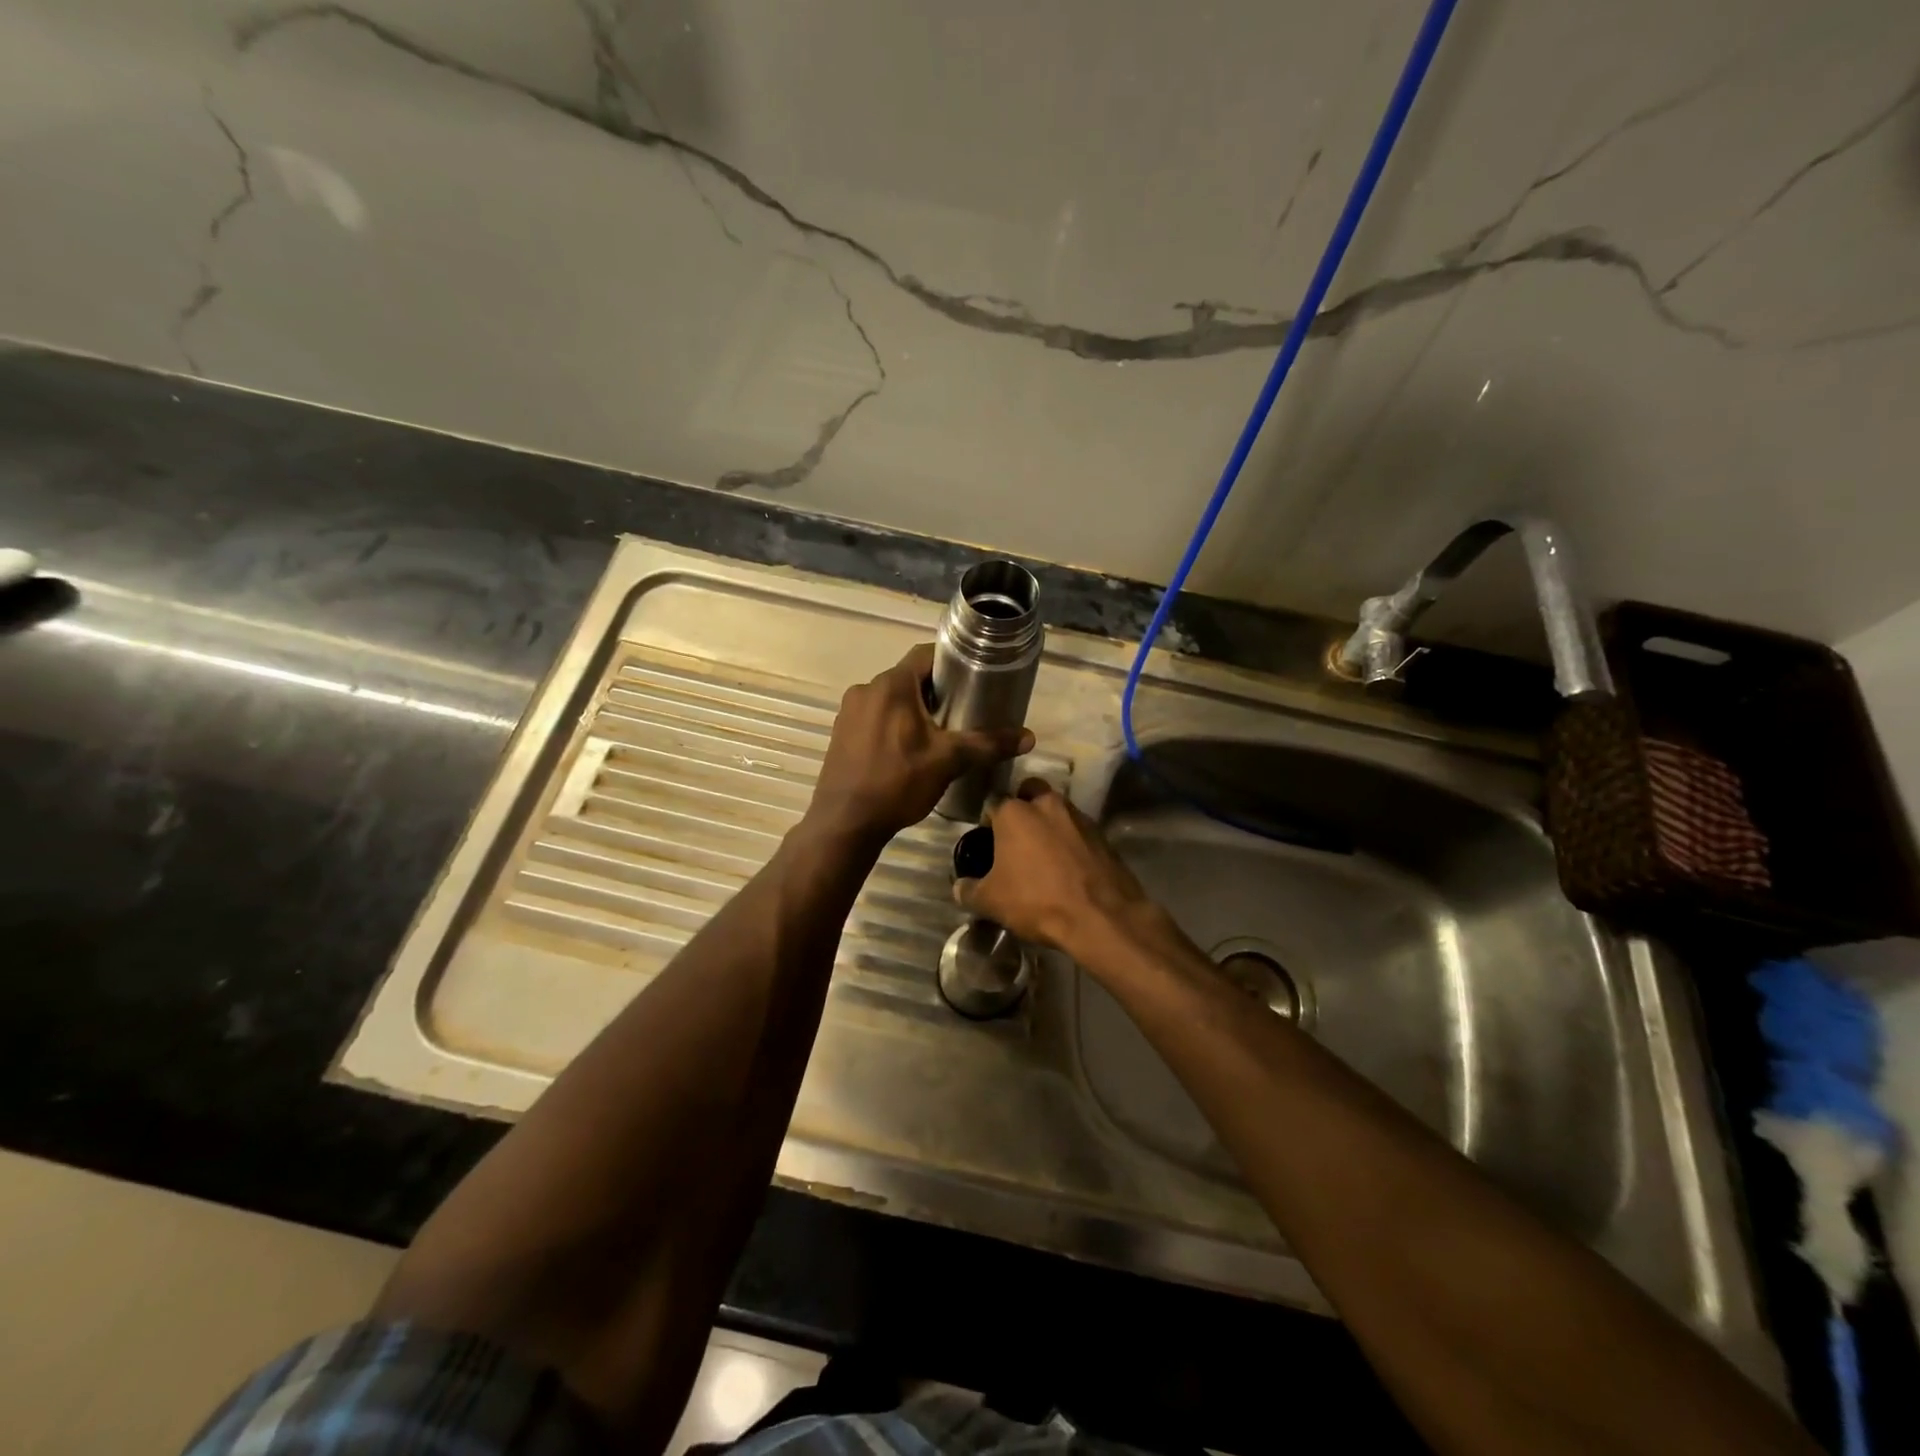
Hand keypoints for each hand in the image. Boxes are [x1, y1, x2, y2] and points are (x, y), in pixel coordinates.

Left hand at [807, 643, 1033, 842]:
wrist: (845, 823)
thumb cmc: (898, 782)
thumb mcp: (949, 761)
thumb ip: (988, 744)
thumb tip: (1029, 737)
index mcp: (891, 685)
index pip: (925, 654)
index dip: (951, 661)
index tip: (973, 677)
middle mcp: (866, 689)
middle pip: (909, 678)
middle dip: (936, 691)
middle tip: (963, 711)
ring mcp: (849, 712)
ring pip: (891, 699)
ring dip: (914, 709)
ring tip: (939, 733)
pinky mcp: (841, 734)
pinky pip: (874, 717)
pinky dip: (893, 724)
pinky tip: (907, 751)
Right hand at [955, 778, 1160, 956]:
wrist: (1100, 917)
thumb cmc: (1037, 901)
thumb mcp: (991, 902)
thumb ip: (968, 890)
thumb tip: (959, 887)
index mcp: (1015, 812)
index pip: (992, 803)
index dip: (987, 823)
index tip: (987, 844)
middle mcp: (1047, 804)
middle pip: (1029, 793)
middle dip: (1022, 808)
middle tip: (1017, 839)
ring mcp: (1079, 816)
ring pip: (1057, 810)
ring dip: (1049, 824)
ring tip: (1044, 856)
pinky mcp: (1103, 834)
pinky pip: (1079, 830)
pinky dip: (1071, 841)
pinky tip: (1068, 867)